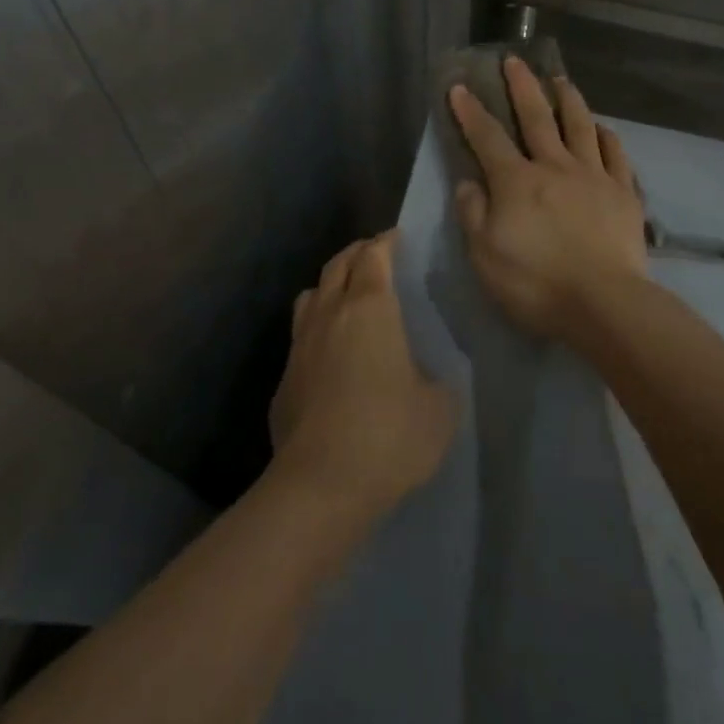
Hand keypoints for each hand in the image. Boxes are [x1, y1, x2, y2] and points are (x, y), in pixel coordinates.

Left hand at [270, 232, 457, 521]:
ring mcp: (301, 345)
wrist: (320, 485)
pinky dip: (316, 328)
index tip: (397, 238)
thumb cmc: (389, 436)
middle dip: (357, 253)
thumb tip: (427, 376)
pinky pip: (300, 336)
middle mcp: (330, 314)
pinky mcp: (284, 378)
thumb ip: (438, 379)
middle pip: (338, 264)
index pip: (374, 256)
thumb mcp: (439, 408)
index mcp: (371, 309)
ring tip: (347, 297)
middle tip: (375, 256)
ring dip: (330, 285)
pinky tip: (329, 353)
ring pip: (311, 294)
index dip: (386, 242)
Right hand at [449, 58, 647, 345]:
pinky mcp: (624, 192)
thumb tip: (468, 182)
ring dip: (568, 99)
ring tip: (560, 80)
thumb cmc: (536, 283)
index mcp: (516, 181)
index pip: (487, 137)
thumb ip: (473, 214)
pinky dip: (606, 136)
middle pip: (536, 117)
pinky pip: (615, 154)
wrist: (604, 303)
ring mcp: (594, 176)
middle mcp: (555, 166)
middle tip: (514, 60)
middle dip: (521, 86)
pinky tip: (602, 129)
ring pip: (580, 125)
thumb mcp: (484, 256)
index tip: (459, 86)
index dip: (470, 111)